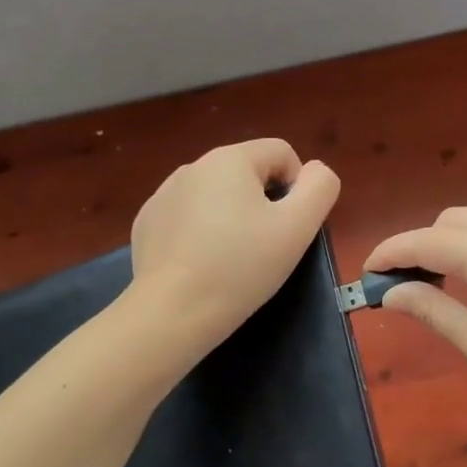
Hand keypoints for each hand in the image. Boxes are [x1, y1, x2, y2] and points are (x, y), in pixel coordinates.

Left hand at [129, 139, 340, 353]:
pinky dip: (200, 234)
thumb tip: (315, 171)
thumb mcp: (298, 228)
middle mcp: (192, 166)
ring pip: (216, 196)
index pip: (281, 153)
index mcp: (230, 158)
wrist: (171, 313)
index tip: (290, 228)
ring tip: (231, 260)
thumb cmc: (241, 267)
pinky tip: (200, 266)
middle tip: (264, 248)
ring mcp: (163, 194)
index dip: (297, 187)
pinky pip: (187, 218)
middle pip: (247, 173)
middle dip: (262, 204)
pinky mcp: (146, 223)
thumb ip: (320, 188)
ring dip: (231, 218)